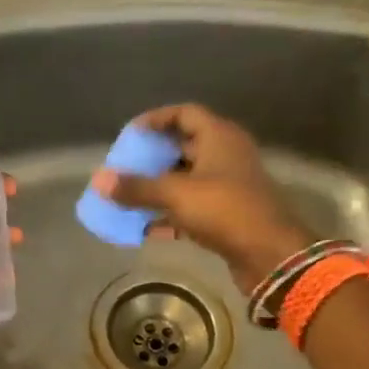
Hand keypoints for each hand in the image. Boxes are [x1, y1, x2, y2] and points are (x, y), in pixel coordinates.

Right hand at [88, 104, 312, 293]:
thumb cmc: (224, 210)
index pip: (184, 113)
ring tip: (127, 197)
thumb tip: (98, 180)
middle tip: (123, 167)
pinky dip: (170, 215)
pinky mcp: (228, 215)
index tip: (129, 134)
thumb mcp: (176, 195)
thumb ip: (136, 187)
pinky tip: (145, 229)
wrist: (270, 255)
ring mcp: (229, 186)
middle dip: (152, 158)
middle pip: (183, 147)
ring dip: (158, 188)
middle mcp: (226, 155)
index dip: (155, 119)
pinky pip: (192, 207)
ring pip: (186, 180)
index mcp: (219, 137)